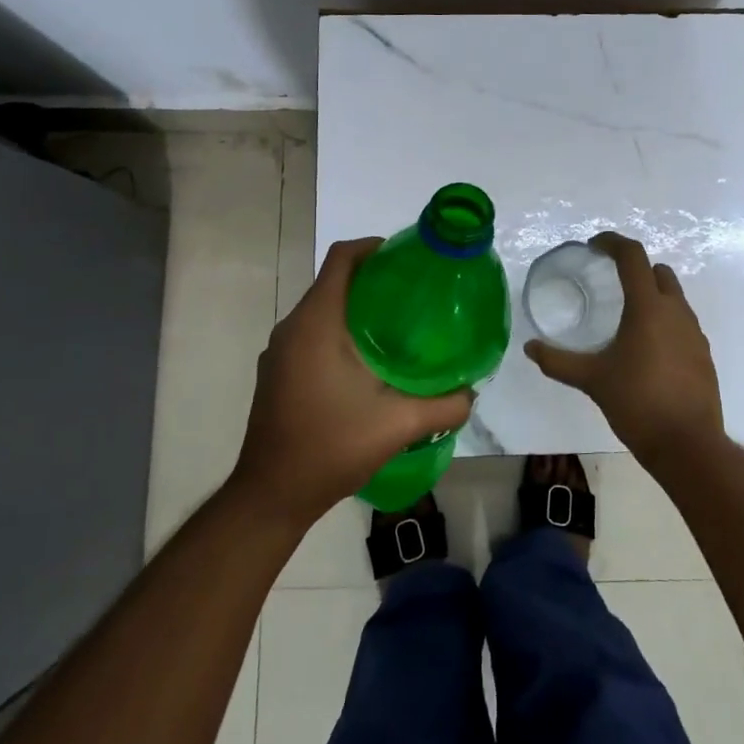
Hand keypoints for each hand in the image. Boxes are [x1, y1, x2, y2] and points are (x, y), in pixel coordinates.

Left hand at [231, 238, 473, 527]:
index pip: (342, 259)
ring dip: (357, 308)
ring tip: (400, 326)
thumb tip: (473, 392)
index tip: (408, 258)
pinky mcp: (279, 372)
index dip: (374, 247)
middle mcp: (293, 328)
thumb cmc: (329, 448)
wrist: (271, 496)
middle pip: (334, 281)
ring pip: (323, 310)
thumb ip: (444, 406)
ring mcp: (280, 351)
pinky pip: (313, 333)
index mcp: (316, 324)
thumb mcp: (398, 425)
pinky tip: (370, 361)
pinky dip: (341, 331)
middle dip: (374, 279)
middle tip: (416, 294)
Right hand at [525, 232, 726, 466]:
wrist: (688, 444)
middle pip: (658, 272)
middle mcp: (676, 312)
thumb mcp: (593, 380)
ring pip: (674, 297)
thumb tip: (530, 348)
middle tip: (609, 280)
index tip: (594, 246)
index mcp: (648, 308)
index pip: (633, 256)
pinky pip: (682, 323)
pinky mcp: (703, 354)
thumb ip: (558, 362)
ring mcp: (694, 333)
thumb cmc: (637, 403)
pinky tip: (646, 348)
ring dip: (651, 295)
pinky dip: (664, 321)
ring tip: (625, 316)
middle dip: (635, 268)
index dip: (613, 243)